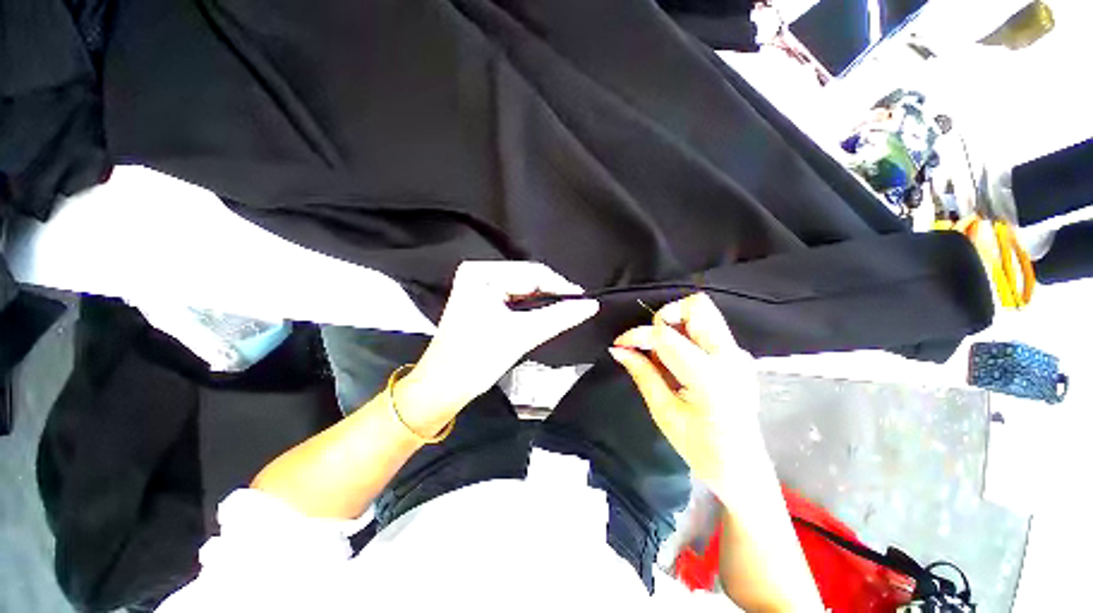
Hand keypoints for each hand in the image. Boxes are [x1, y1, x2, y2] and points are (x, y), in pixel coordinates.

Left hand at [397, 261, 597, 429]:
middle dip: (551, 296)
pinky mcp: (482, 300)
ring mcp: (479, 286)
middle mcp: (478, 273)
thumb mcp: (522, 335)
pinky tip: (543, 316)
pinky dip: (530, 308)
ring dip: (542, 303)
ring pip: (523, 290)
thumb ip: (559, 317)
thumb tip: (591, 305)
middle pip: (527, 280)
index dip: (560, 286)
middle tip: (575, 310)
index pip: (531, 272)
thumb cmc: (477, 359)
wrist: (444, 386)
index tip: (583, 301)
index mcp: (481, 273)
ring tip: (562, 314)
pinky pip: (514, 298)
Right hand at [609, 293, 769, 496]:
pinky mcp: (738, 356)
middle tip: (650, 343)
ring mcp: (739, 355)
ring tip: (663, 355)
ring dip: (675, 324)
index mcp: (710, 378)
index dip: (638, 335)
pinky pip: (708, 329)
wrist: (743, 470)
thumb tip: (618, 350)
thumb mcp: (664, 413)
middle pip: (697, 306)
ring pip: (704, 313)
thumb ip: (642, 374)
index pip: (667, 337)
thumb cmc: (701, 449)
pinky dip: (686, 335)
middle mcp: (731, 358)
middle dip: (665, 317)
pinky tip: (678, 362)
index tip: (620, 343)